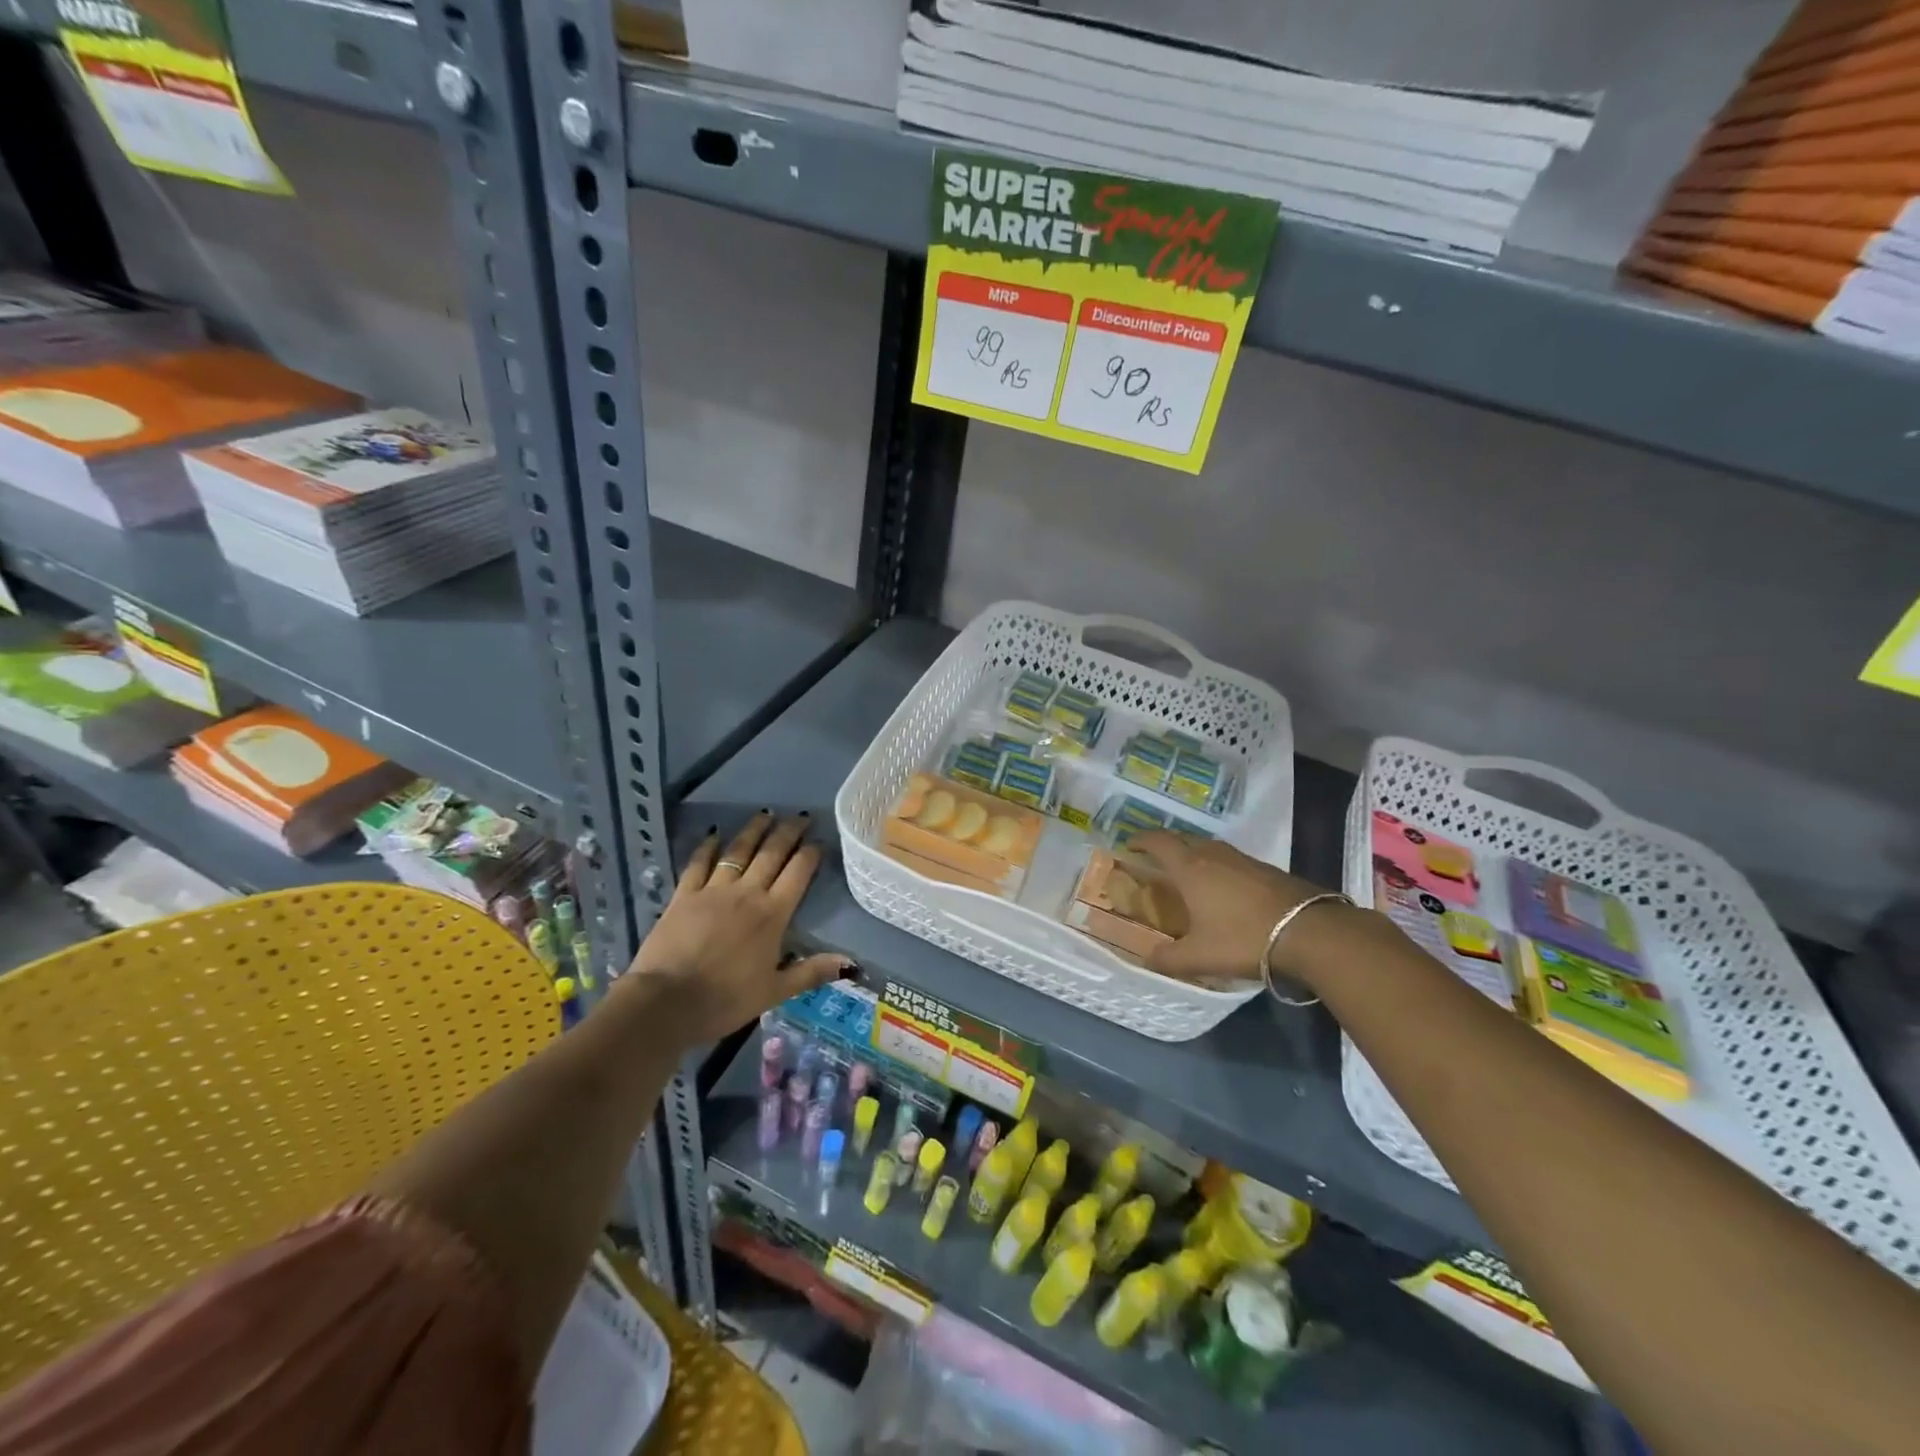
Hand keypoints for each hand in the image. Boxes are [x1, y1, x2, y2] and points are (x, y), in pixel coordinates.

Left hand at [626, 813, 850, 1042]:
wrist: (666, 1002)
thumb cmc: (726, 1000)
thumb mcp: (775, 992)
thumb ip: (811, 972)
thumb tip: (851, 964)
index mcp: (773, 914)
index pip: (798, 874)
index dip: (810, 854)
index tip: (819, 841)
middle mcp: (747, 893)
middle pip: (772, 854)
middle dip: (788, 833)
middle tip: (799, 817)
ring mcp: (713, 890)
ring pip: (738, 851)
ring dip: (754, 831)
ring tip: (765, 814)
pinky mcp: (684, 895)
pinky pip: (698, 863)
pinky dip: (707, 846)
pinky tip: (714, 834)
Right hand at [1128, 831, 1335, 984]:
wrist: (1309, 932)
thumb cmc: (1243, 938)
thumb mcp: (1199, 957)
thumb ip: (1168, 959)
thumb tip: (1147, 960)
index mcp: (1190, 868)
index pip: (1158, 842)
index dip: (1141, 840)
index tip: (1130, 844)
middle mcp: (1213, 855)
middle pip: (1183, 839)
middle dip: (1166, 845)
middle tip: (1155, 861)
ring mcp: (1242, 859)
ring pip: (1209, 847)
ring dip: (1193, 854)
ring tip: (1187, 873)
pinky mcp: (1266, 869)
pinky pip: (1230, 859)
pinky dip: (1217, 865)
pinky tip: (1223, 888)